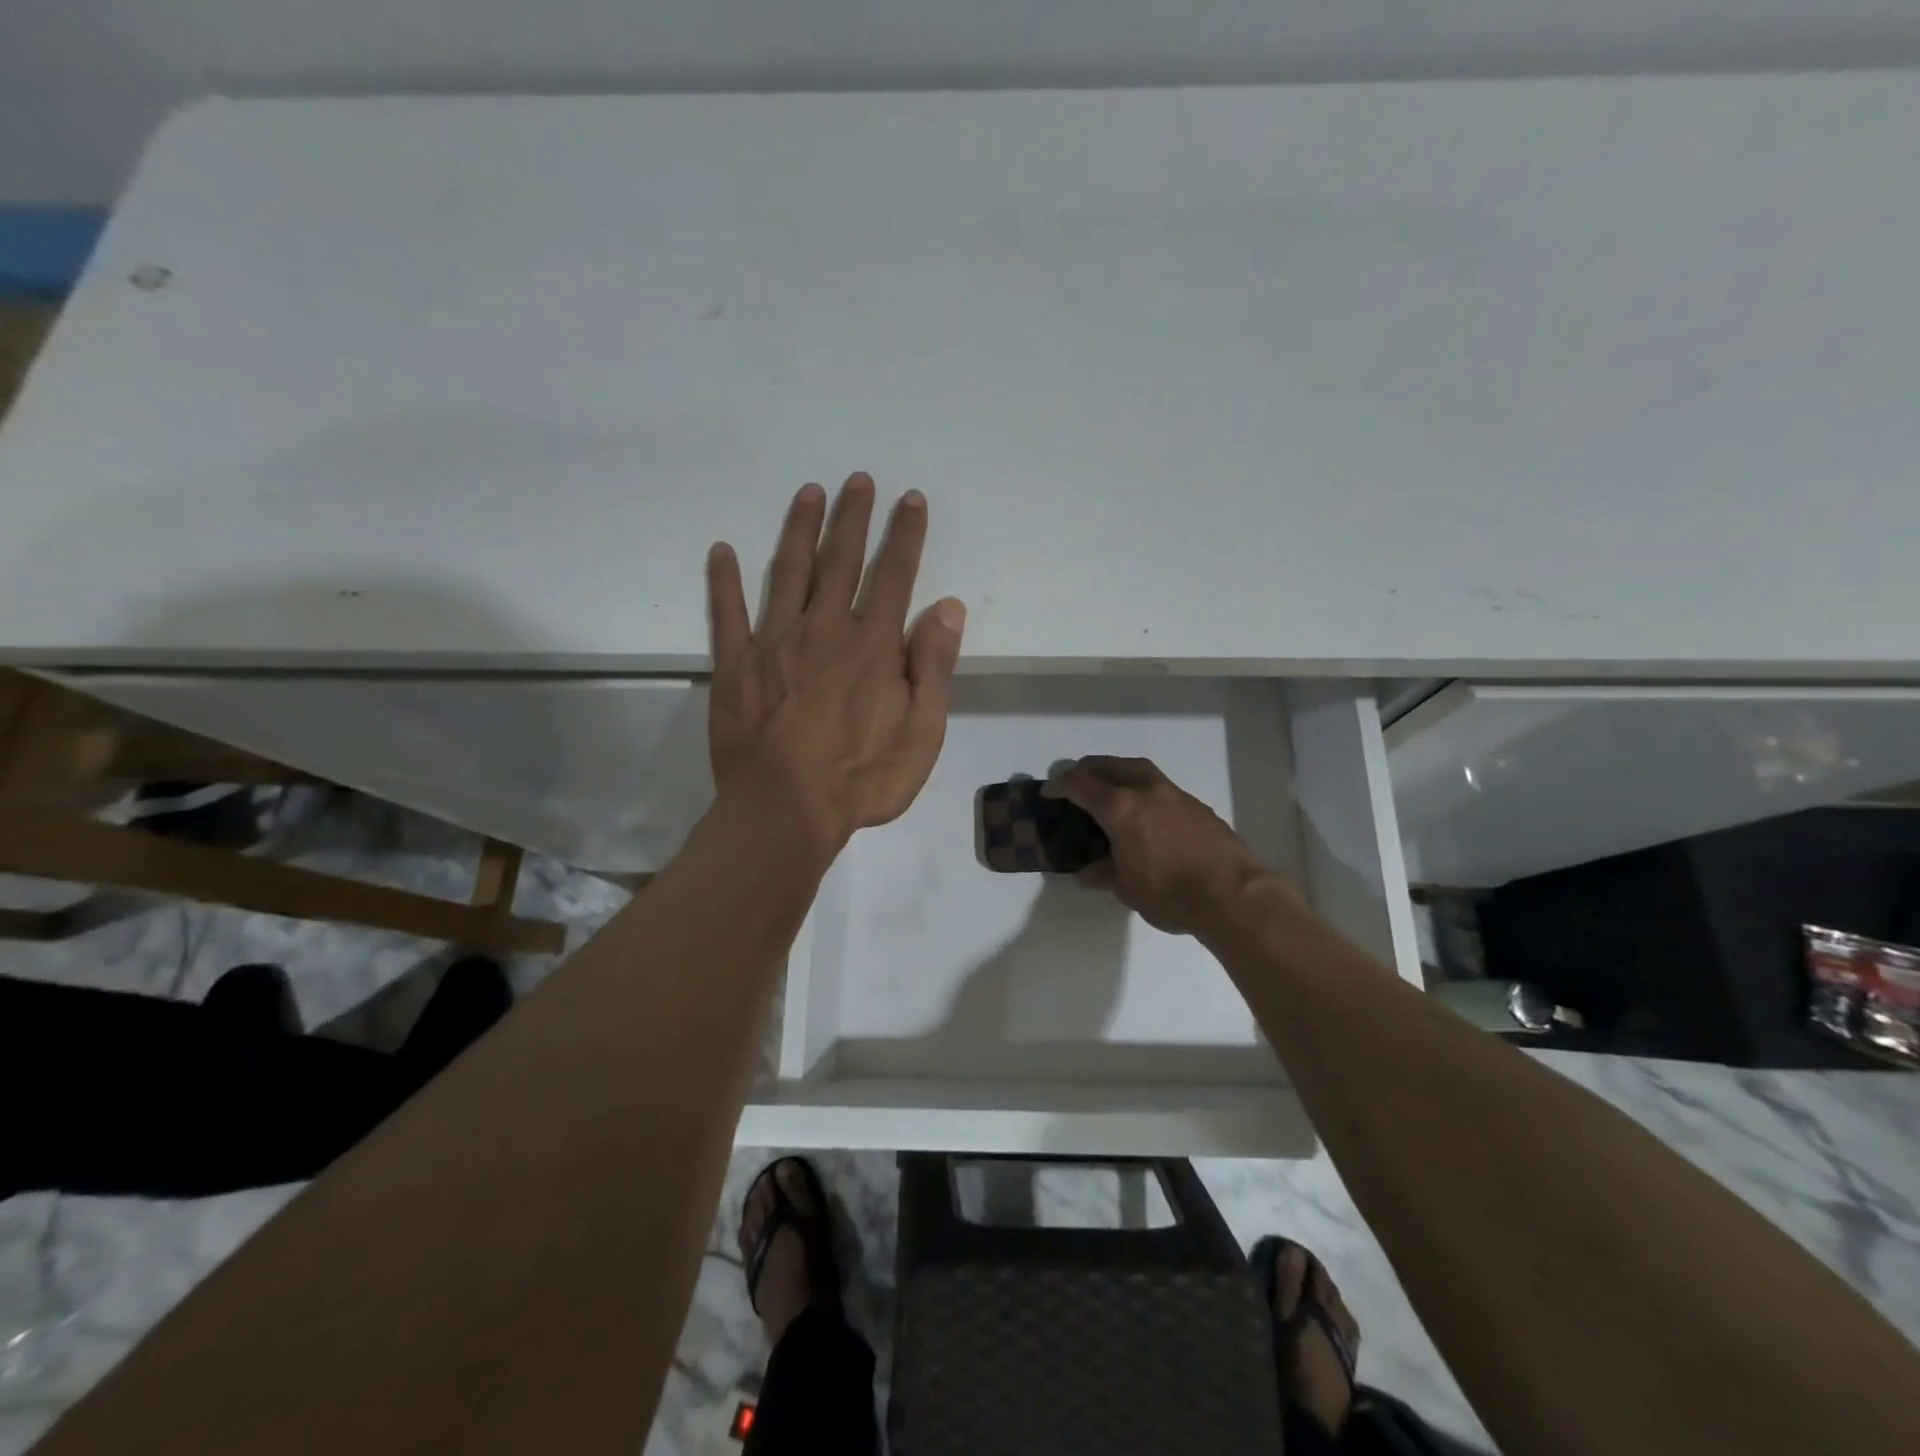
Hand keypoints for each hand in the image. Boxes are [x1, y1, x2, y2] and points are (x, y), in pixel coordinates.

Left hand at [707, 474, 966, 855]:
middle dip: (853, 517)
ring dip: (799, 529)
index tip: (910, 499)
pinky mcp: (734, 665)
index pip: (894, 575)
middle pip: (840, 560)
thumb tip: (947, 607)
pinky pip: (727, 613)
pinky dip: (723, 581)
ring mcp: (773, 642)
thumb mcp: (921, 734)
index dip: (905, 535)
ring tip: (808, 493)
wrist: (784, 812)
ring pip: (787, 572)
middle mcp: (823, 629)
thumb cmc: (862, 778)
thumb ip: (933, 667)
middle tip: (857, 480)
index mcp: (872, 645)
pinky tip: (721, 550)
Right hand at [1050, 756, 1274, 936]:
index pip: (1080, 784)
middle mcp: (1145, 790)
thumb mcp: (1126, 888)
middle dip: (1088, 770)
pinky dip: (1142, 789)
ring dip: (1117, 773)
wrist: (1233, 895)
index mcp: (1120, 807)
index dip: (1060, 785)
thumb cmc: (1170, 893)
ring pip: (1138, 769)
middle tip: (1076, 783)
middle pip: (1109, 765)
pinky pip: (1159, 785)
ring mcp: (1174, 794)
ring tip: (1109, 790)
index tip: (1049, 791)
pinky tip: (1144, 811)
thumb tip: (1086, 872)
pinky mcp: (1196, 805)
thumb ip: (1103, 873)